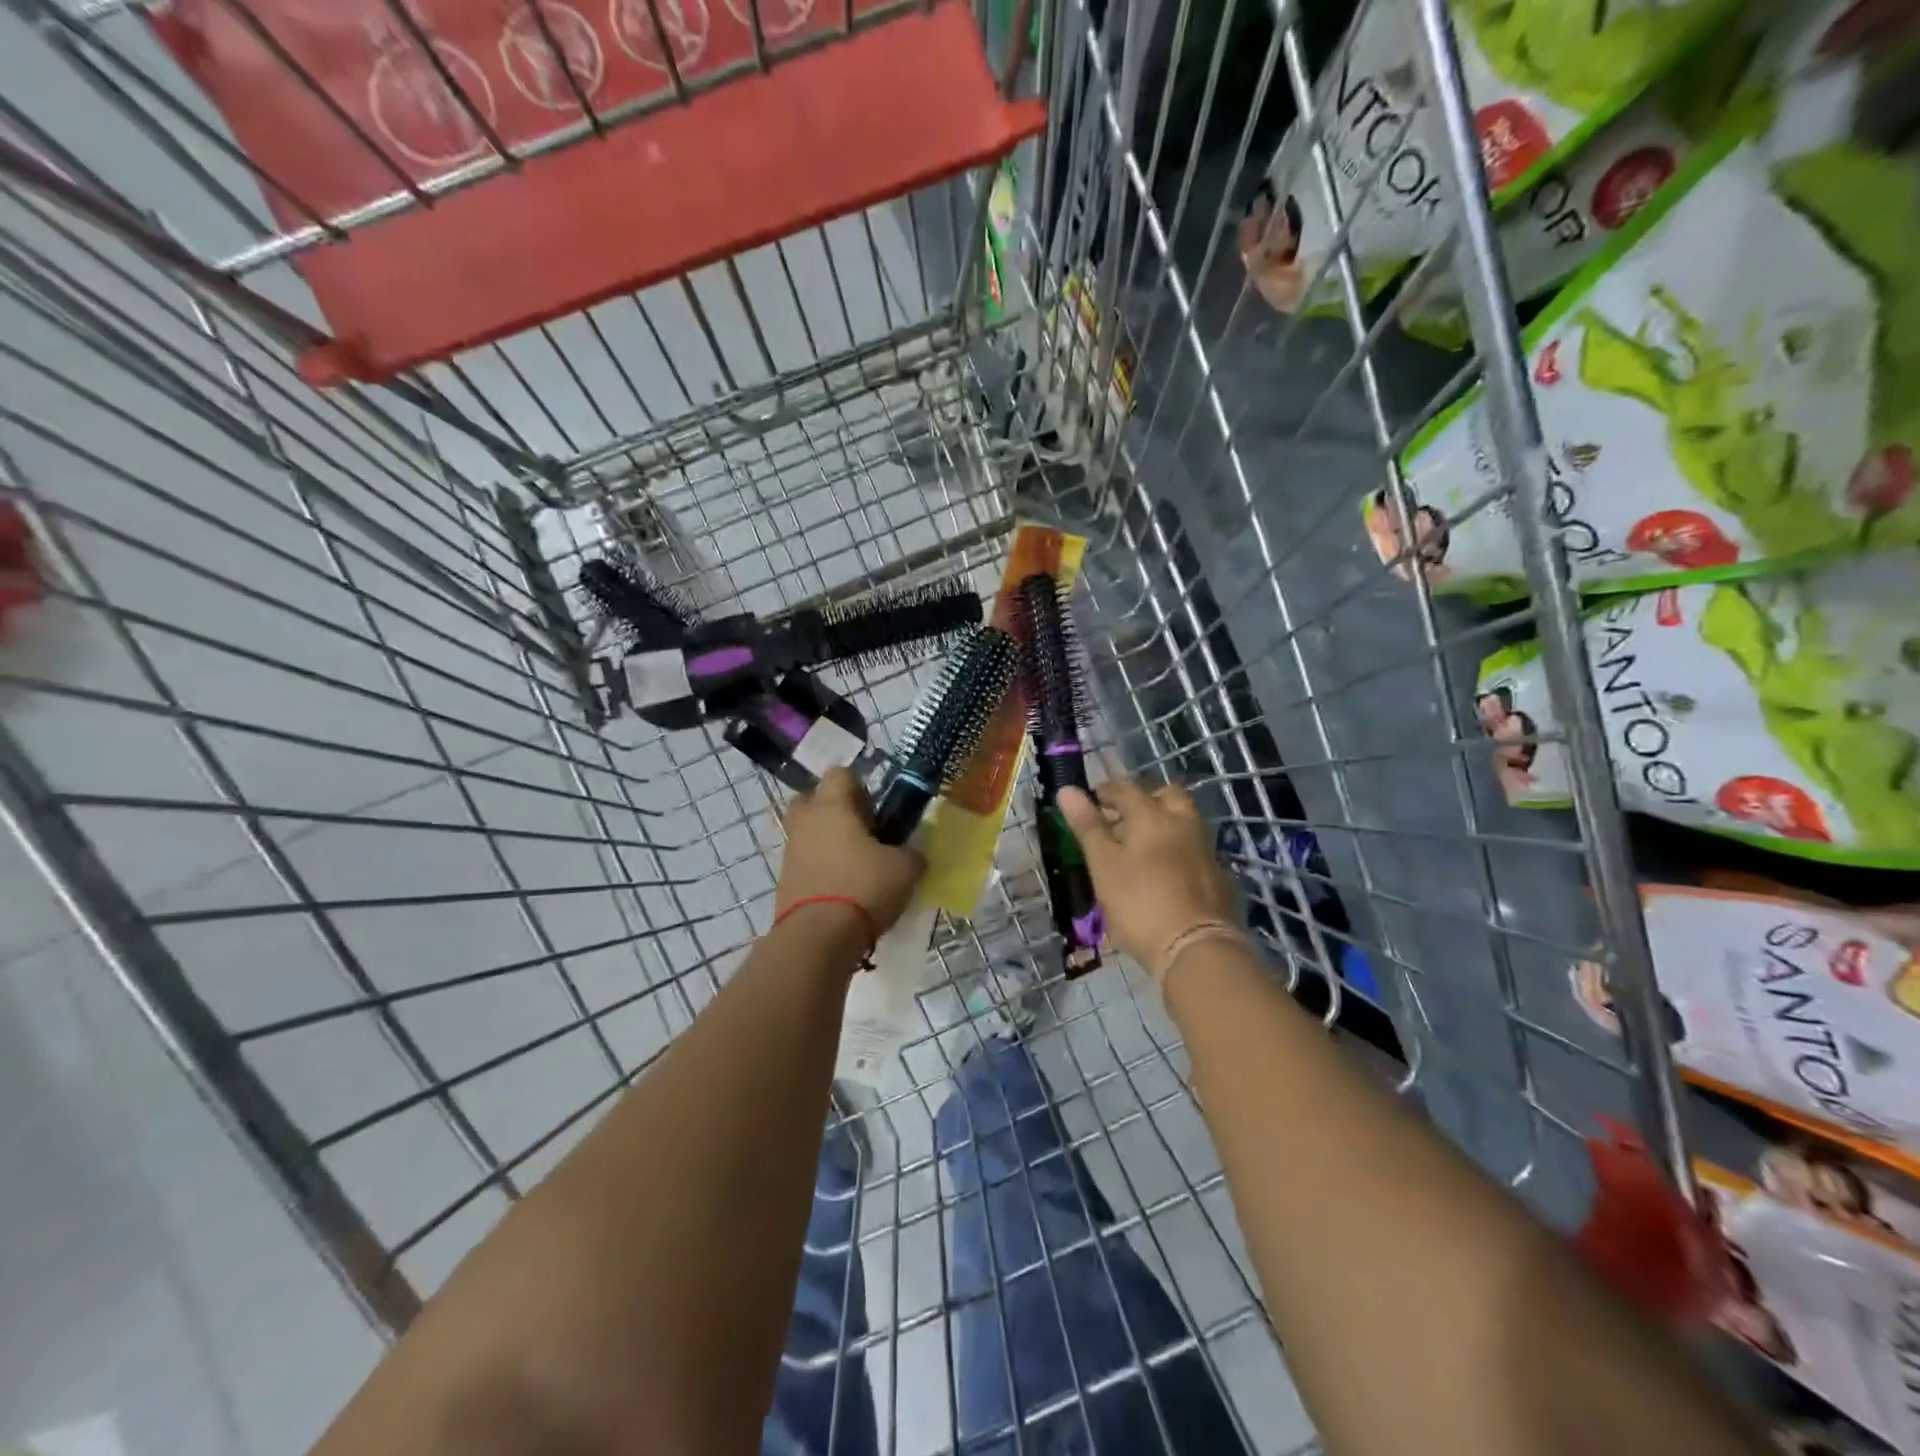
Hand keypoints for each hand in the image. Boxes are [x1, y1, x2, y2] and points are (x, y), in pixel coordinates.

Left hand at [776, 768, 925, 933]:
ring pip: (809, 832)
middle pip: (813, 799)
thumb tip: (911, 855)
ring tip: (857, 863)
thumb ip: (911, 854)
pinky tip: (844, 887)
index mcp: (832, 806)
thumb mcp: (905, 869)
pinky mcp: (785, 880)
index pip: (840, 773)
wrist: (817, 938)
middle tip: (862, 829)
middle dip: (834, 809)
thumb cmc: (863, 887)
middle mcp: (806, 821)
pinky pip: (805, 861)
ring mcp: (791, 851)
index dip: (861, 784)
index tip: (878, 807)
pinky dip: (821, 867)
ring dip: (828, 840)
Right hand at [1058, 778, 1238, 969]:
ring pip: (1183, 821)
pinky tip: (1164, 871)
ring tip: (1140, 847)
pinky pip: (1194, 847)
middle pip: (1166, 796)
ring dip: (1163, 823)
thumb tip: (1067, 790)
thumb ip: (1088, 826)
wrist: (1196, 947)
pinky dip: (1177, 848)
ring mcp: (1205, 848)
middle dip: (1144, 800)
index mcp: (1152, 815)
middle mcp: (1184, 822)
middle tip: (1122, 819)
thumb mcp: (1103, 865)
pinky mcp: (1218, 874)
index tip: (1091, 800)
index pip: (1125, 789)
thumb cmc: (1139, 902)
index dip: (1105, 791)